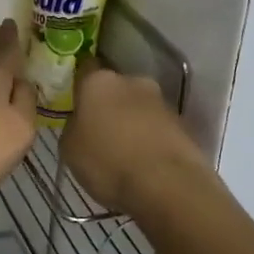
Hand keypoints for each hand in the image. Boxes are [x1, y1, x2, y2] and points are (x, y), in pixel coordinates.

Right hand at [61, 68, 208, 214]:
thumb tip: (81, 123)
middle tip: (100, 130)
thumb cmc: (108, 162)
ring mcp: (162, 101)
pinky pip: (158, 127)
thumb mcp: (70, 148)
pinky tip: (145, 162)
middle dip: (109, 104)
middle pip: (116, 87)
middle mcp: (133, 81)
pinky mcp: (184, 124)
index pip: (85, 68)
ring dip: (132, 121)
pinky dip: (151, 138)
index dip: (79, 85)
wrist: (167, 185)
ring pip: (139, 106)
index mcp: (99, 81)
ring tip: (125, 151)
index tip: (75, 102)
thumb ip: (74, 126)